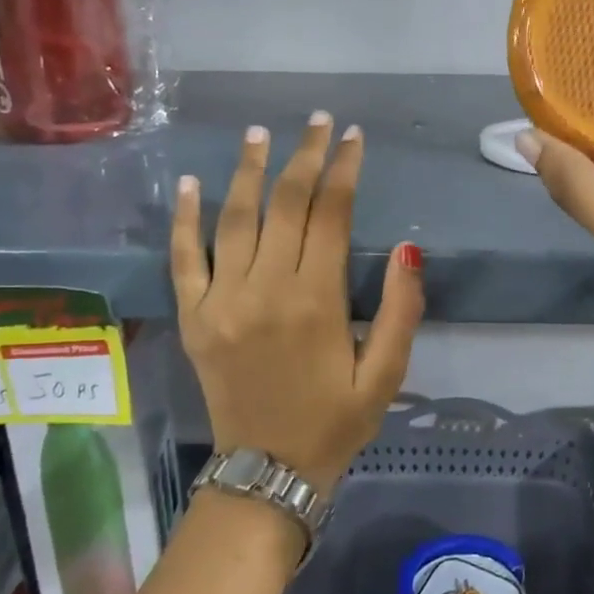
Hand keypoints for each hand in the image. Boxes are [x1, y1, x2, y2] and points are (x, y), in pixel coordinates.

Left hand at [172, 113, 424, 494]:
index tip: (352, 137)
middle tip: (316, 122)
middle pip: (285, 204)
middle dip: (304, 156)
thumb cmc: (336, 422)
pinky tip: (189, 183)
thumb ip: (401, 310)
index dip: (344, 169)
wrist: (267, 472)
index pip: (331, 214)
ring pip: (235, 218)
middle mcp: (266, 289)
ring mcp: (222, 300)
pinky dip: (185, 218)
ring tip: (260, 133)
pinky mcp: (193, 317)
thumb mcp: (386, 374)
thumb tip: (409, 248)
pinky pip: (184, 258)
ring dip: (249, 171)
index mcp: (317, 300)